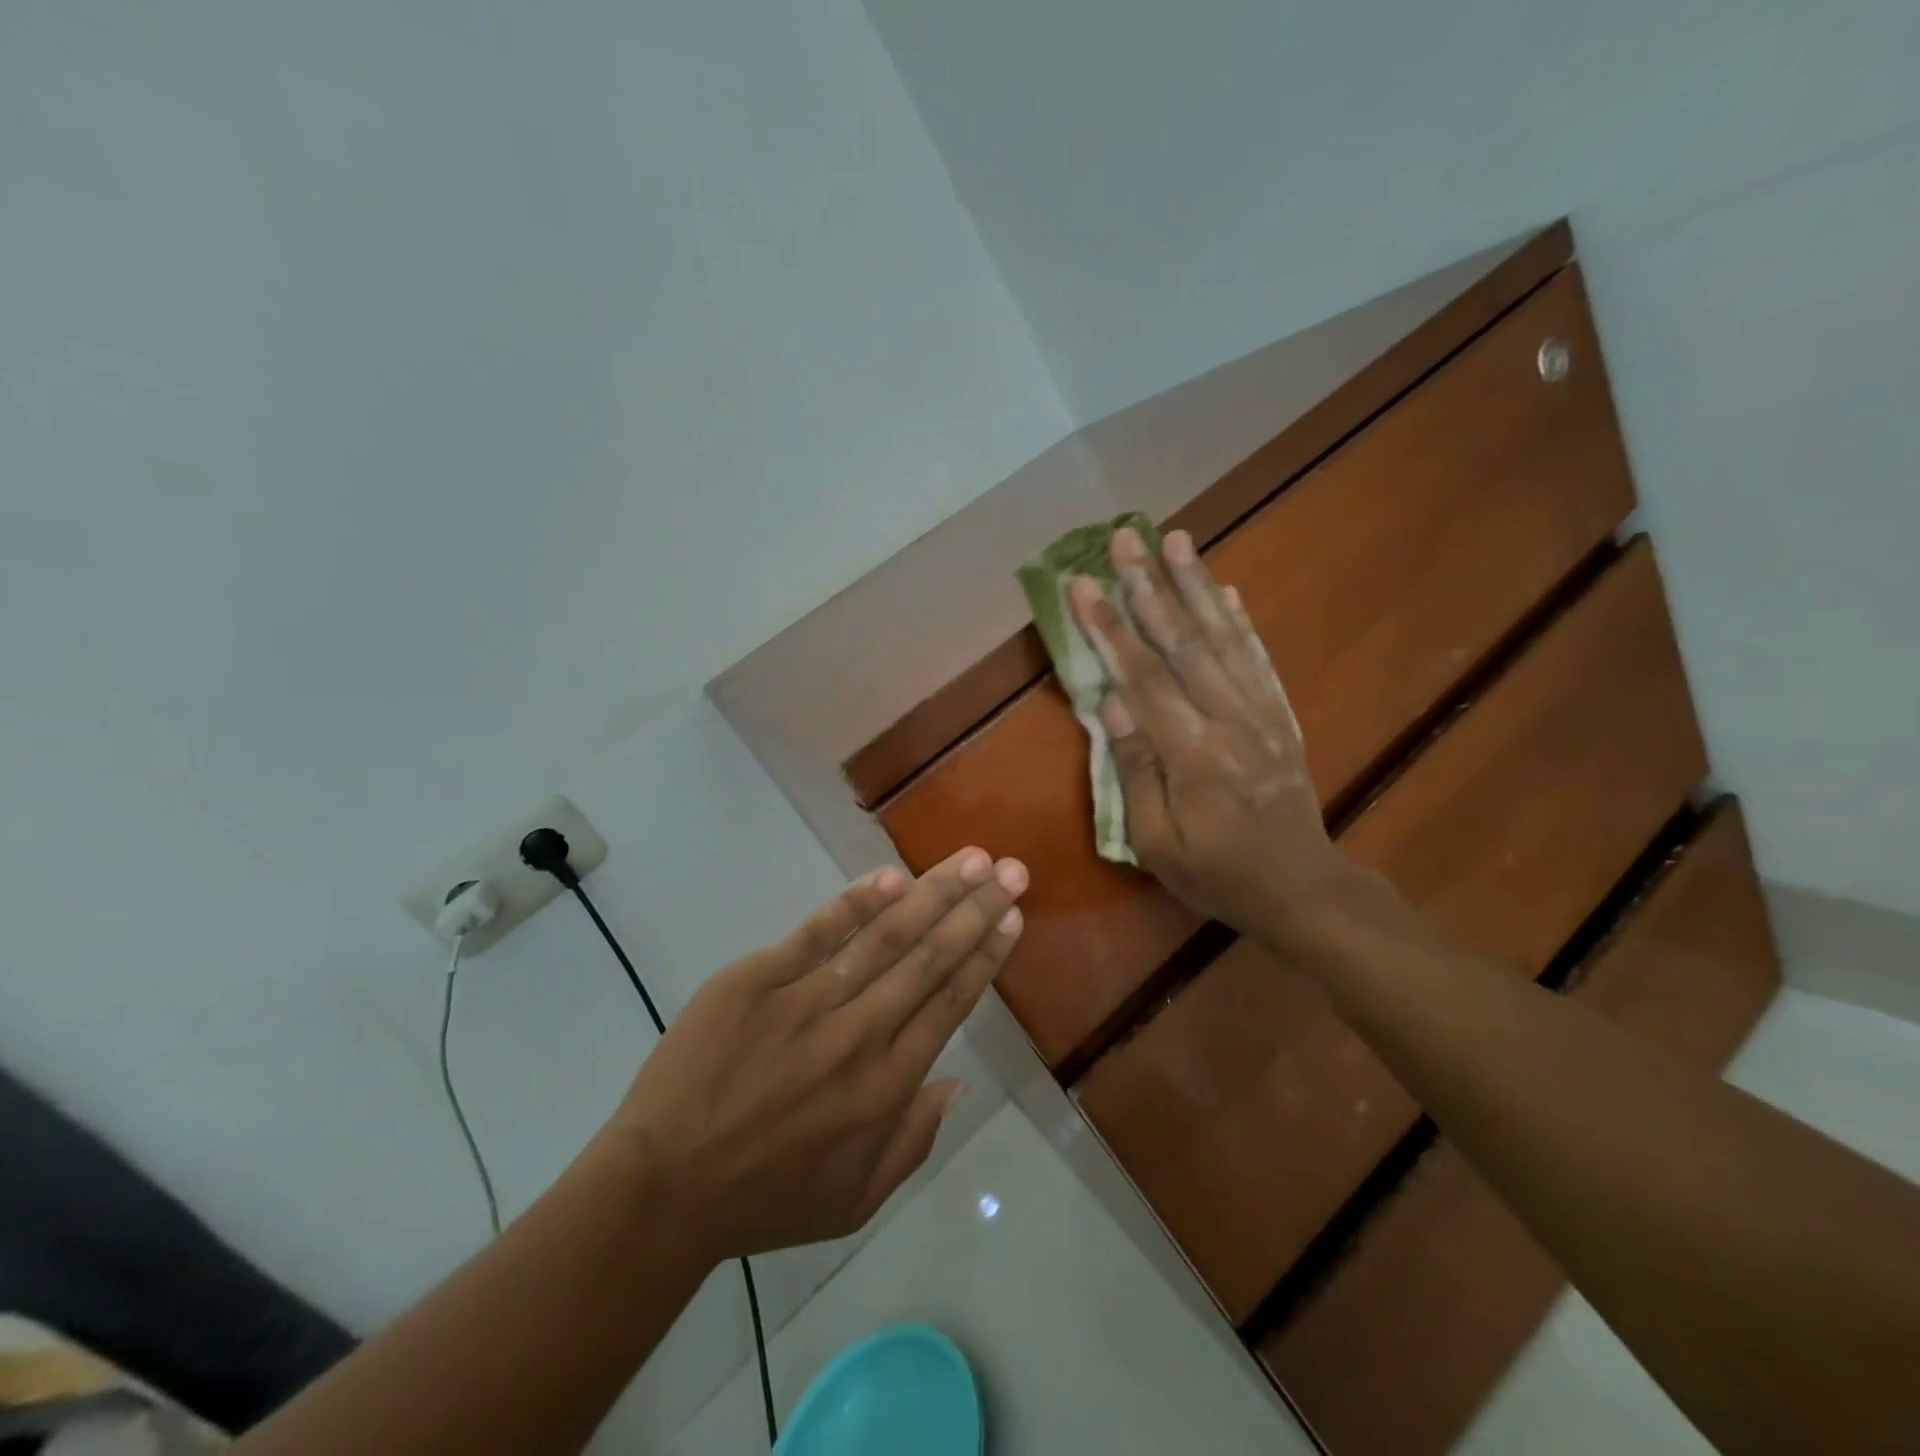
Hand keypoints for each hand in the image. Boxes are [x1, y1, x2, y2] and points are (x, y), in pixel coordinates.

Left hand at [603, 847, 1026, 1264]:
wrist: (663, 1188)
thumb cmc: (765, 1198)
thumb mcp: (856, 1199)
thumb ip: (915, 1140)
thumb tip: (960, 1080)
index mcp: (887, 1086)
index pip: (950, 1003)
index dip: (985, 955)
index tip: (1011, 917)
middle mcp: (860, 1035)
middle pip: (930, 959)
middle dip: (975, 909)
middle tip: (1011, 870)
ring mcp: (807, 1002)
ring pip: (885, 937)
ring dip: (932, 894)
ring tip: (970, 859)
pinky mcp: (757, 980)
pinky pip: (816, 932)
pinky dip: (856, 902)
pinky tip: (892, 876)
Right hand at [1068, 526, 1349, 949]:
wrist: (1301, 888)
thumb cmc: (1217, 874)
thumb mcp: (1158, 843)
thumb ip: (1136, 770)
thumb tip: (1112, 706)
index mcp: (1193, 754)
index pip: (1143, 678)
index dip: (1110, 628)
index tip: (1083, 583)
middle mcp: (1230, 719)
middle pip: (1184, 642)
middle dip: (1150, 585)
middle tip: (1125, 537)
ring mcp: (1261, 712)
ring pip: (1223, 637)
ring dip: (1196, 585)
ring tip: (1175, 539)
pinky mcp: (1279, 715)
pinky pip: (1258, 658)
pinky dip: (1239, 620)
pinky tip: (1225, 590)